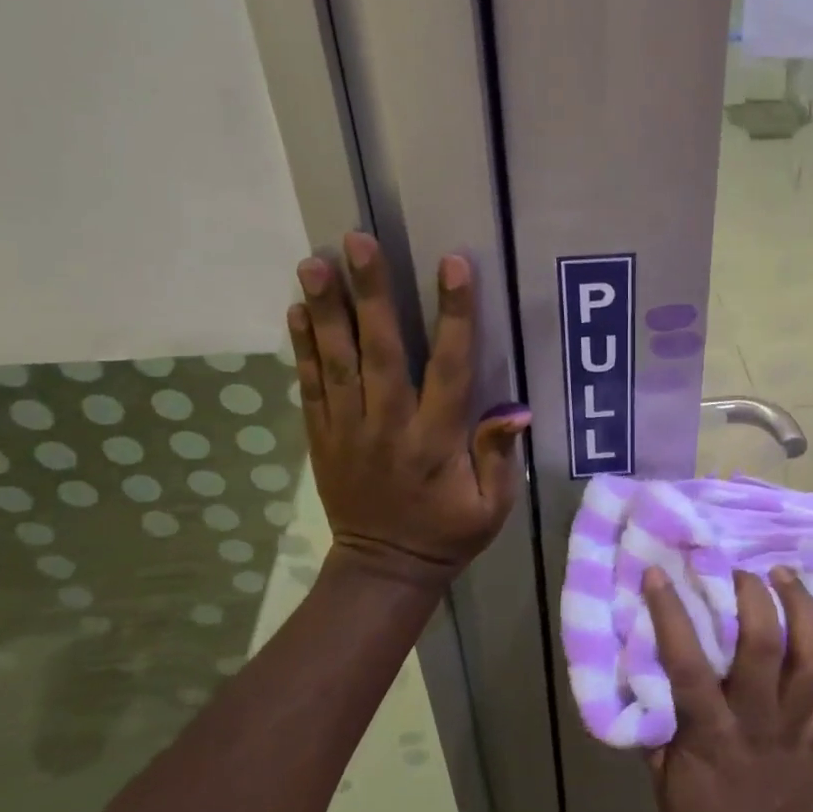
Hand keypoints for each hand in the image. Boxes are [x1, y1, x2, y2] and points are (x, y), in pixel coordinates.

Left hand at [290, 232, 530, 591]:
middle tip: (358, 242)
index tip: (453, 264)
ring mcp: (349, 431)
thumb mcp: (493, 506)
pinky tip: (297, 309)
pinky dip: (304, 348)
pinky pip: (311, 388)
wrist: (383, 569)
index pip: (449, 368)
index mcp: (437, 441)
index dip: (454, 315)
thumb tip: (515, 410)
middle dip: (370, 294)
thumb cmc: (448, 532)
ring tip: (315, 262)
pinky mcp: (323, 438)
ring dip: (327, 310)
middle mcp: (390, 426)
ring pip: (338, 362)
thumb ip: (498, 457)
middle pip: (381, 352)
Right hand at [643, 565, 812, 811]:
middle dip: (753, 599)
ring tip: (786, 576)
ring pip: (811, 661)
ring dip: (802, 611)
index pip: (687, 665)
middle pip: (764, 649)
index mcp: (712, 734)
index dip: (671, 615)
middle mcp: (759, 720)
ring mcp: (798, 725)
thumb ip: (656, 729)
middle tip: (741, 569)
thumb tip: (642, 677)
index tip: (659, 574)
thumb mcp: (665, 786)